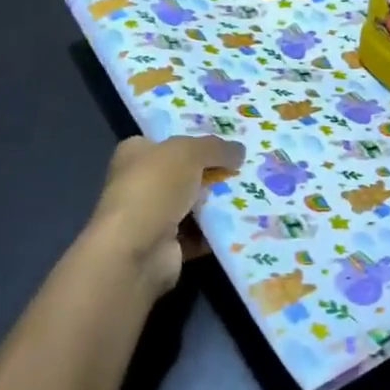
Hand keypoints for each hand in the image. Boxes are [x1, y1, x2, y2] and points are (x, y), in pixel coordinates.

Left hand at [86, 135, 244, 297]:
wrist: (137, 250)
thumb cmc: (156, 187)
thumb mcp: (190, 152)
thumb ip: (216, 147)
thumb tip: (239, 151)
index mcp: (135, 153)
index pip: (166, 141)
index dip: (194, 139)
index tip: (226, 141)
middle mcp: (140, 183)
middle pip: (184, 172)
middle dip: (213, 171)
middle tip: (246, 166)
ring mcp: (152, 217)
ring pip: (194, 204)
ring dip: (219, 202)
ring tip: (253, 191)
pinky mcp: (166, 246)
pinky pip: (200, 233)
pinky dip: (218, 230)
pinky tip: (245, 220)